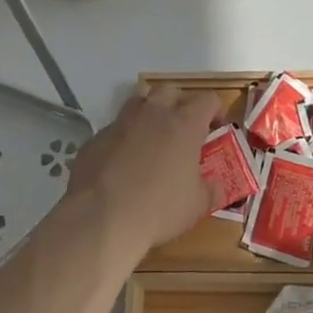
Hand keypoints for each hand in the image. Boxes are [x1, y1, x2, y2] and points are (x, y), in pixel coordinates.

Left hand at [65, 84, 225, 254]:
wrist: (100, 220)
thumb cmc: (158, 209)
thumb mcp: (197, 206)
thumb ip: (210, 190)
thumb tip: (216, 186)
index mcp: (184, 123)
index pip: (207, 100)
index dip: (215, 112)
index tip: (217, 130)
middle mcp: (153, 114)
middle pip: (170, 92)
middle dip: (180, 105)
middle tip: (184, 131)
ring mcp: (120, 123)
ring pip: (139, 103)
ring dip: (149, 115)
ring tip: (153, 141)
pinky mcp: (95, 139)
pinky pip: (115, 130)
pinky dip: (124, 139)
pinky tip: (123, 164)